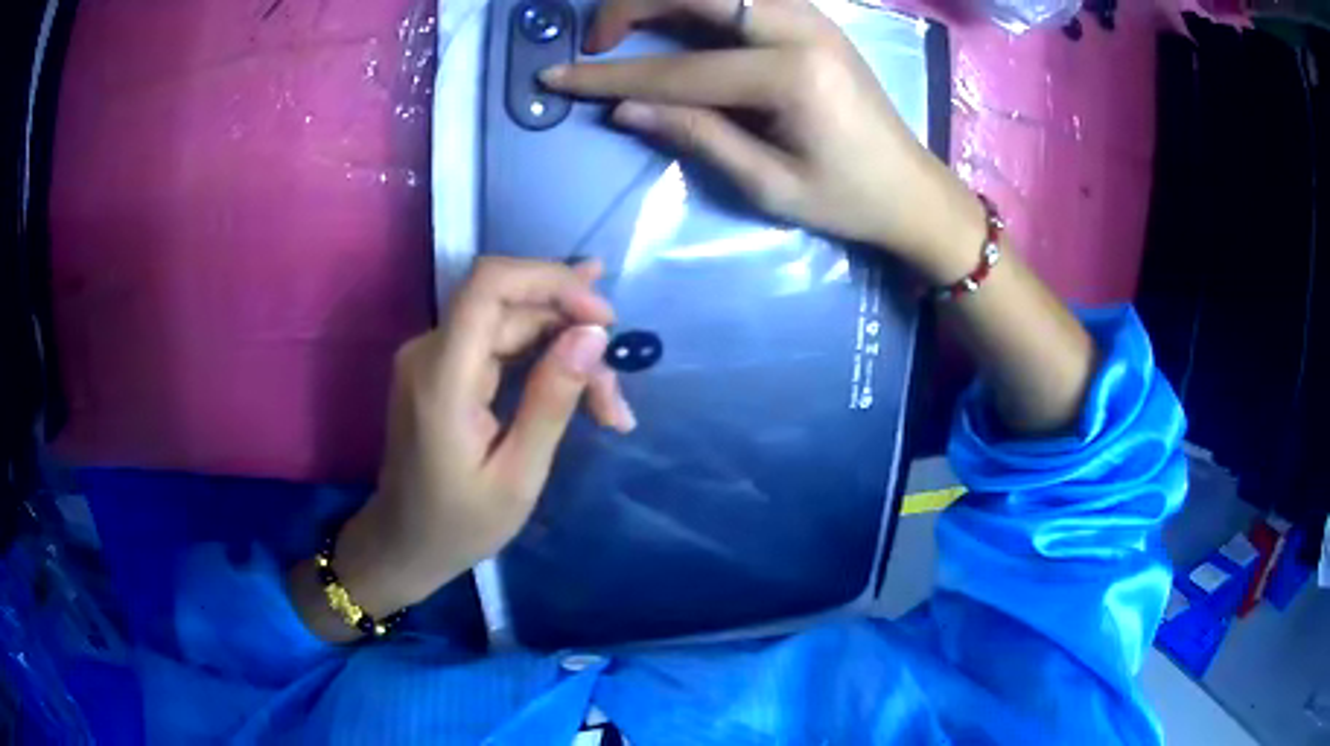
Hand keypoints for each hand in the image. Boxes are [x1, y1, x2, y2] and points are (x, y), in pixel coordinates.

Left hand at [307, 258, 634, 633]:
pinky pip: (501, 345)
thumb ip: (552, 399)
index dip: (552, 281)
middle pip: (514, 308)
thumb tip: (593, 334)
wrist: (404, 544)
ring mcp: (435, 357)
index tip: (604, 319)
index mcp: (442, 377)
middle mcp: (432, 351)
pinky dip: (544, 363)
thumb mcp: (518, 476)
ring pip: (515, 325)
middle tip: (616, 402)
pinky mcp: (444, 368)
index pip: (491, 284)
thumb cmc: (459, 524)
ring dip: (567, 355)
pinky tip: (583, 388)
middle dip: (575, 338)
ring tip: (608, 409)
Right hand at [540, 0, 984, 281]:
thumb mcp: (767, 184)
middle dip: (630, 5)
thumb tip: (623, 108)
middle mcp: (801, 28)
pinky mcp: (812, 18)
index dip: (610, 76)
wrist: (911, 188)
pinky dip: (697, 2)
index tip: (557, 77)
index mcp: (792, 76)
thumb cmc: (846, 199)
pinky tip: (675, 20)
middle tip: (597, 40)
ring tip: (626, 29)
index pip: (679, 70)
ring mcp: (810, 16)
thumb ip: (696, 135)